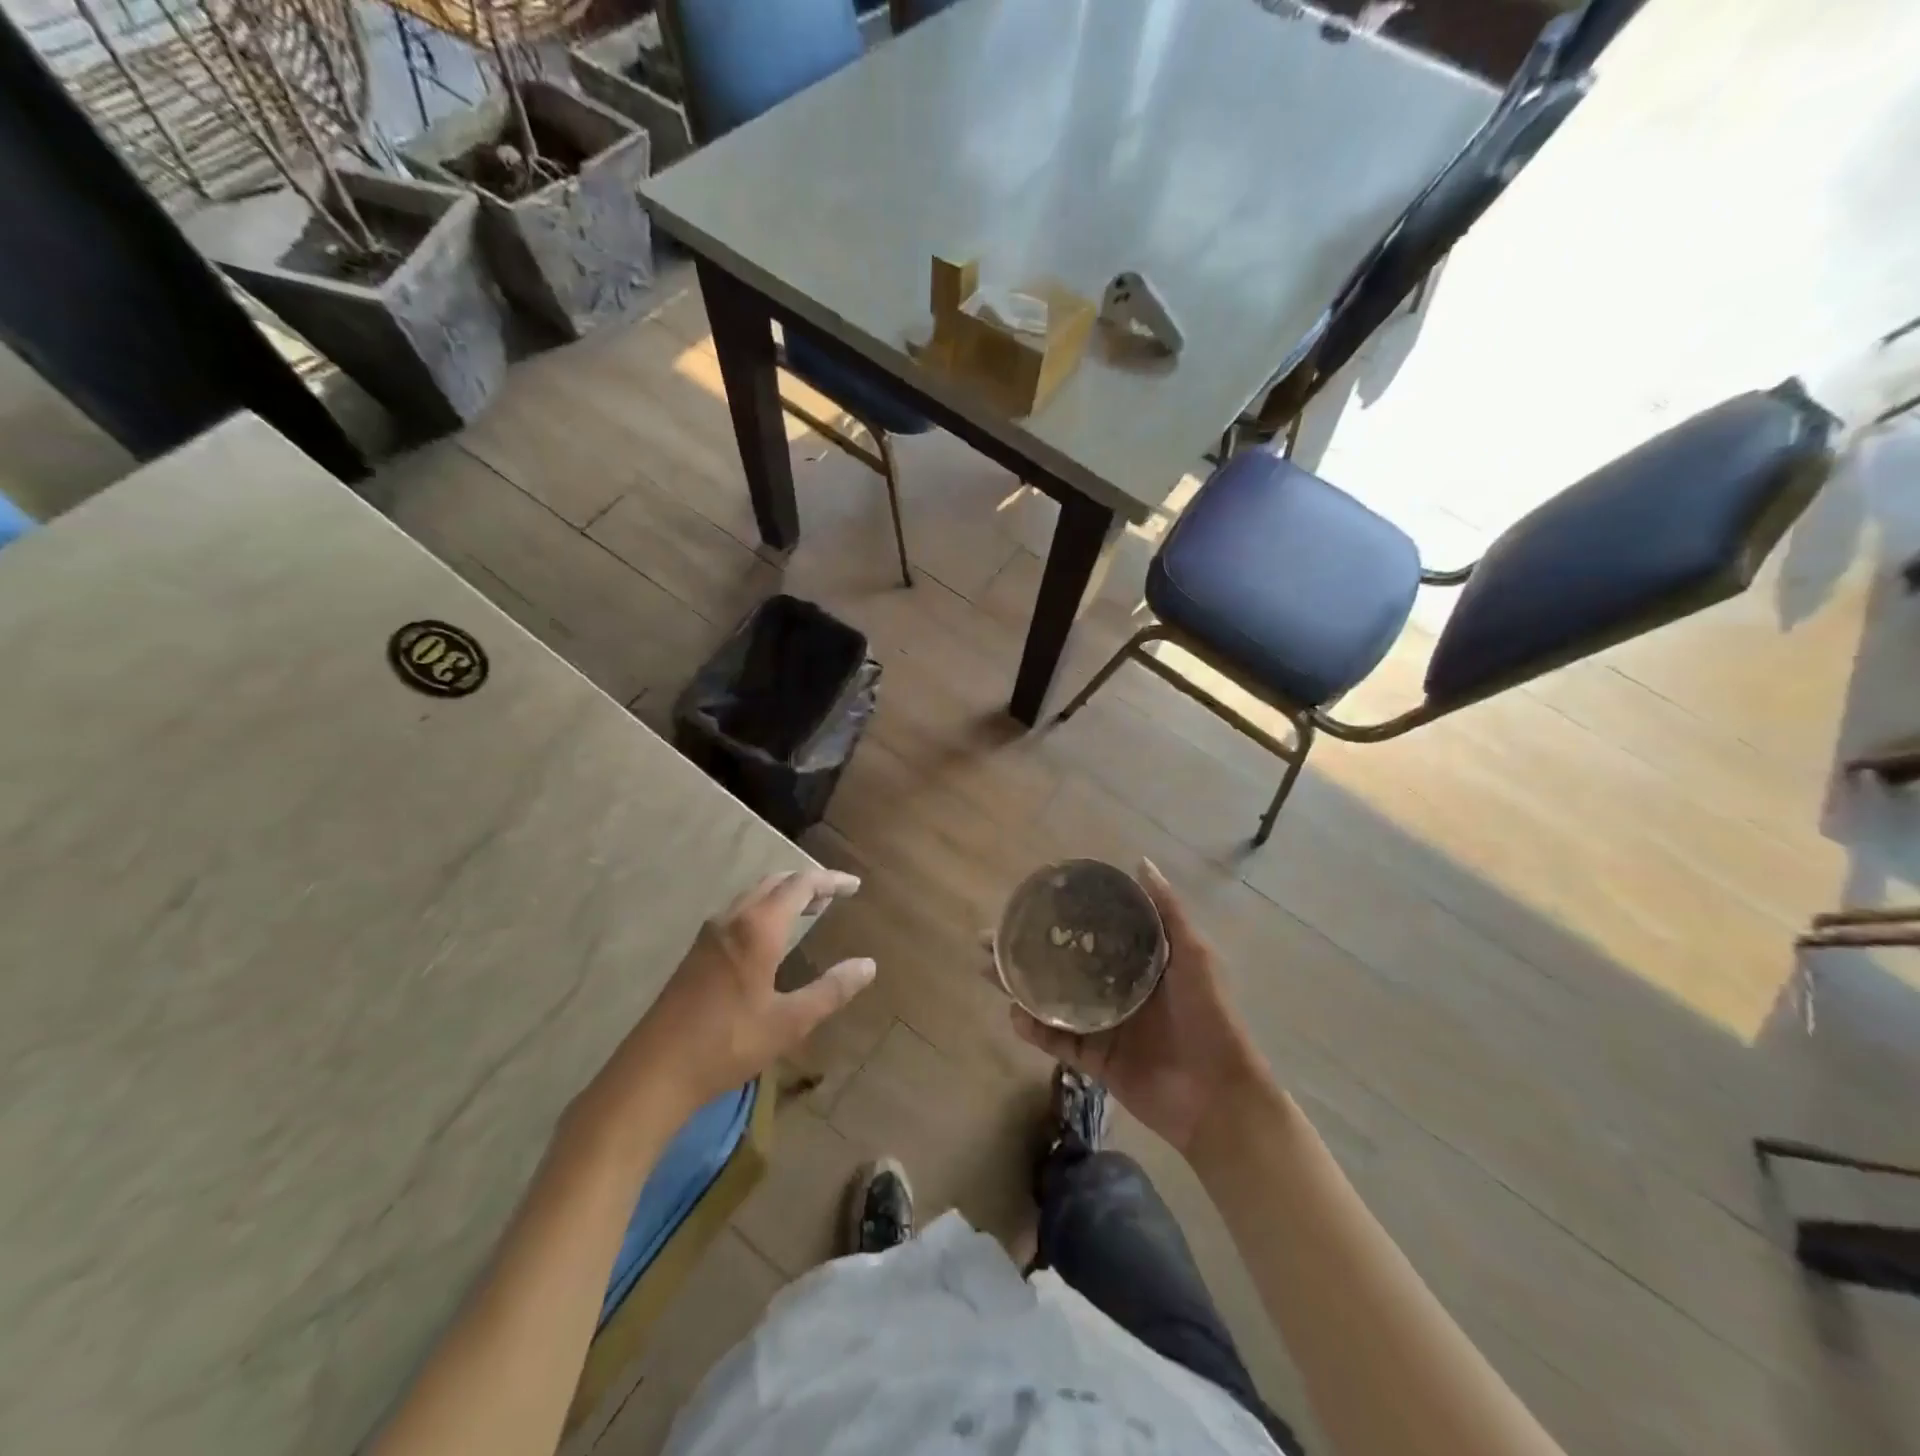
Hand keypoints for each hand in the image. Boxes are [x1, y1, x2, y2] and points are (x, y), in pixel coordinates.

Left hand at [584, 869, 874, 1131]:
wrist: (654, 1073)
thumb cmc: (727, 1044)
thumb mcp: (790, 1022)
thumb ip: (831, 990)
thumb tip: (868, 965)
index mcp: (757, 928)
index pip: (801, 886)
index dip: (831, 881)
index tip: (855, 885)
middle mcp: (732, 920)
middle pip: (775, 882)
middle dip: (807, 883)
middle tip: (835, 894)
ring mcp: (709, 935)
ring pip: (753, 896)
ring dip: (784, 895)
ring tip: (810, 909)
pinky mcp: (696, 953)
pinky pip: (738, 913)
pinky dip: (764, 909)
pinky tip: (770, 937)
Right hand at [1009, 860, 1266, 1157]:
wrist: (1218, 1096)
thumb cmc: (1209, 1018)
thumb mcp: (1194, 956)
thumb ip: (1167, 912)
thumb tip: (1141, 862)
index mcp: (1138, 962)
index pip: (1092, 933)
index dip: (1060, 919)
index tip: (1027, 903)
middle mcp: (1116, 989)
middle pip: (1062, 965)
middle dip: (1026, 952)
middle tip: (990, 939)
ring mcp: (1103, 1025)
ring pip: (1053, 1000)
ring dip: (1021, 987)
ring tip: (991, 971)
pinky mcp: (1095, 1060)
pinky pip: (1058, 1041)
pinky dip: (1035, 1030)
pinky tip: (1015, 1016)